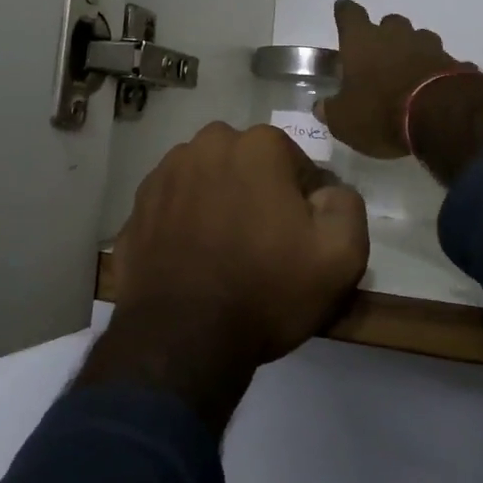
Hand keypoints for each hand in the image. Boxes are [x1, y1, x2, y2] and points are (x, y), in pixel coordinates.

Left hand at [85, 123, 368, 430]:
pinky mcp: (136, 205)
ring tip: (223, 253)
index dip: (303, 202)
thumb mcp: (340, 256)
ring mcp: (165, 173)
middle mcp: (208, 144)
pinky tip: (191, 260)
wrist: (183, 338)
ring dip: (218, 203)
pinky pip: (173, 205)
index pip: (296, 164)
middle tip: (261, 245)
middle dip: (257, 193)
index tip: (299, 239)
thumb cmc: (266, 290)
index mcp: (258, 145)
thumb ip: (346, 205)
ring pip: (207, 180)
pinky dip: (184, 223)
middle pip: (247, 165)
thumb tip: (327, 190)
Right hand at [315, 0, 472, 158]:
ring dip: (412, 50)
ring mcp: (428, 47)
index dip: (345, 12)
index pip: (349, 14)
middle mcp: (395, 35)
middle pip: (389, 22)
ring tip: (409, 72)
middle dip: (384, 34)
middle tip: (379, 54)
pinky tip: (434, 88)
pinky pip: (441, 62)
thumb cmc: (380, 112)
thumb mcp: (344, 120)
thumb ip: (331, 110)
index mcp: (362, 41)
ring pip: (418, 38)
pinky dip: (436, 71)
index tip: (343, 8)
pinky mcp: (453, 63)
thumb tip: (322, 106)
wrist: (439, 117)